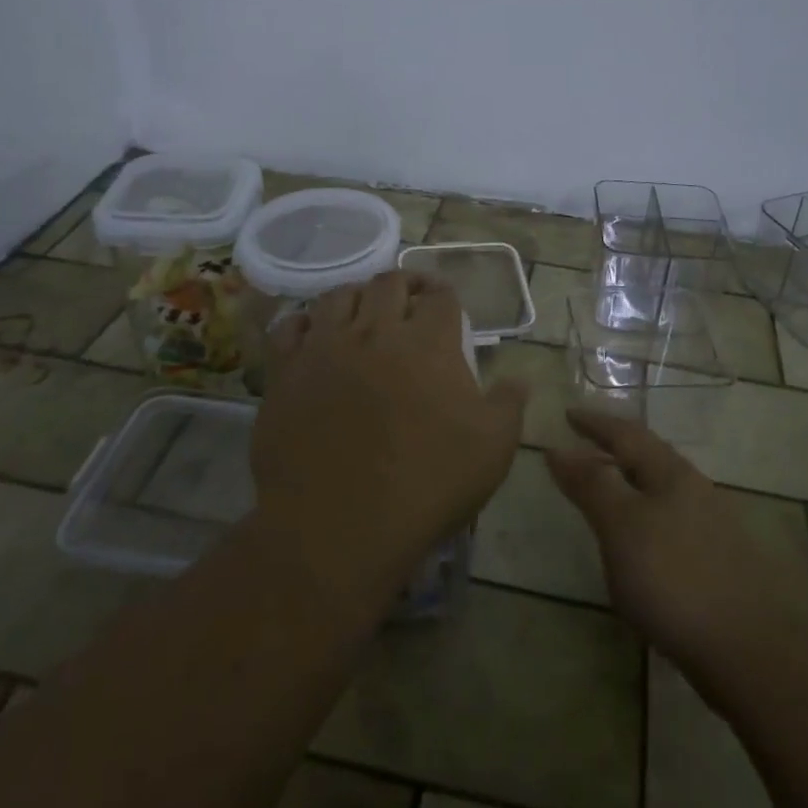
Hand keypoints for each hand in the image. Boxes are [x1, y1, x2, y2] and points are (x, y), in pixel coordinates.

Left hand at [251, 272, 527, 595]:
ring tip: (363, 310)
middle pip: (389, 283)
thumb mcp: (492, 451)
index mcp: (428, 343)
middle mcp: (376, 331)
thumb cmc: (425, 485)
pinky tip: (313, 333)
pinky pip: (290, 326)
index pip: (441, 297)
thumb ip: (509, 406)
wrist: (339, 525)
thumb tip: (520, 379)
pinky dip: (304, 321)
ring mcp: (326, 347)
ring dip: (357, 295)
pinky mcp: (287, 371)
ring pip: (339, 295)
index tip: (447, 304)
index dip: (446, 296)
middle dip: (405, 284)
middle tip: (411, 299)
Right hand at [547, 410, 807, 694]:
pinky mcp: (721, 562)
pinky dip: (648, 515)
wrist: (751, 652)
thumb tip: (559, 448)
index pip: (627, 434)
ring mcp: (714, 526)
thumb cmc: (675, 579)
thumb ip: (591, 486)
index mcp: (671, 474)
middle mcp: (696, 489)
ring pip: (664, 489)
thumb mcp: (621, 527)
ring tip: (609, 488)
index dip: (595, 423)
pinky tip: (642, 540)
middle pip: (650, 457)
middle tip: (585, 445)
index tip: (568, 413)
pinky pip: (673, 520)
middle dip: (617, 447)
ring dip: (633, 481)